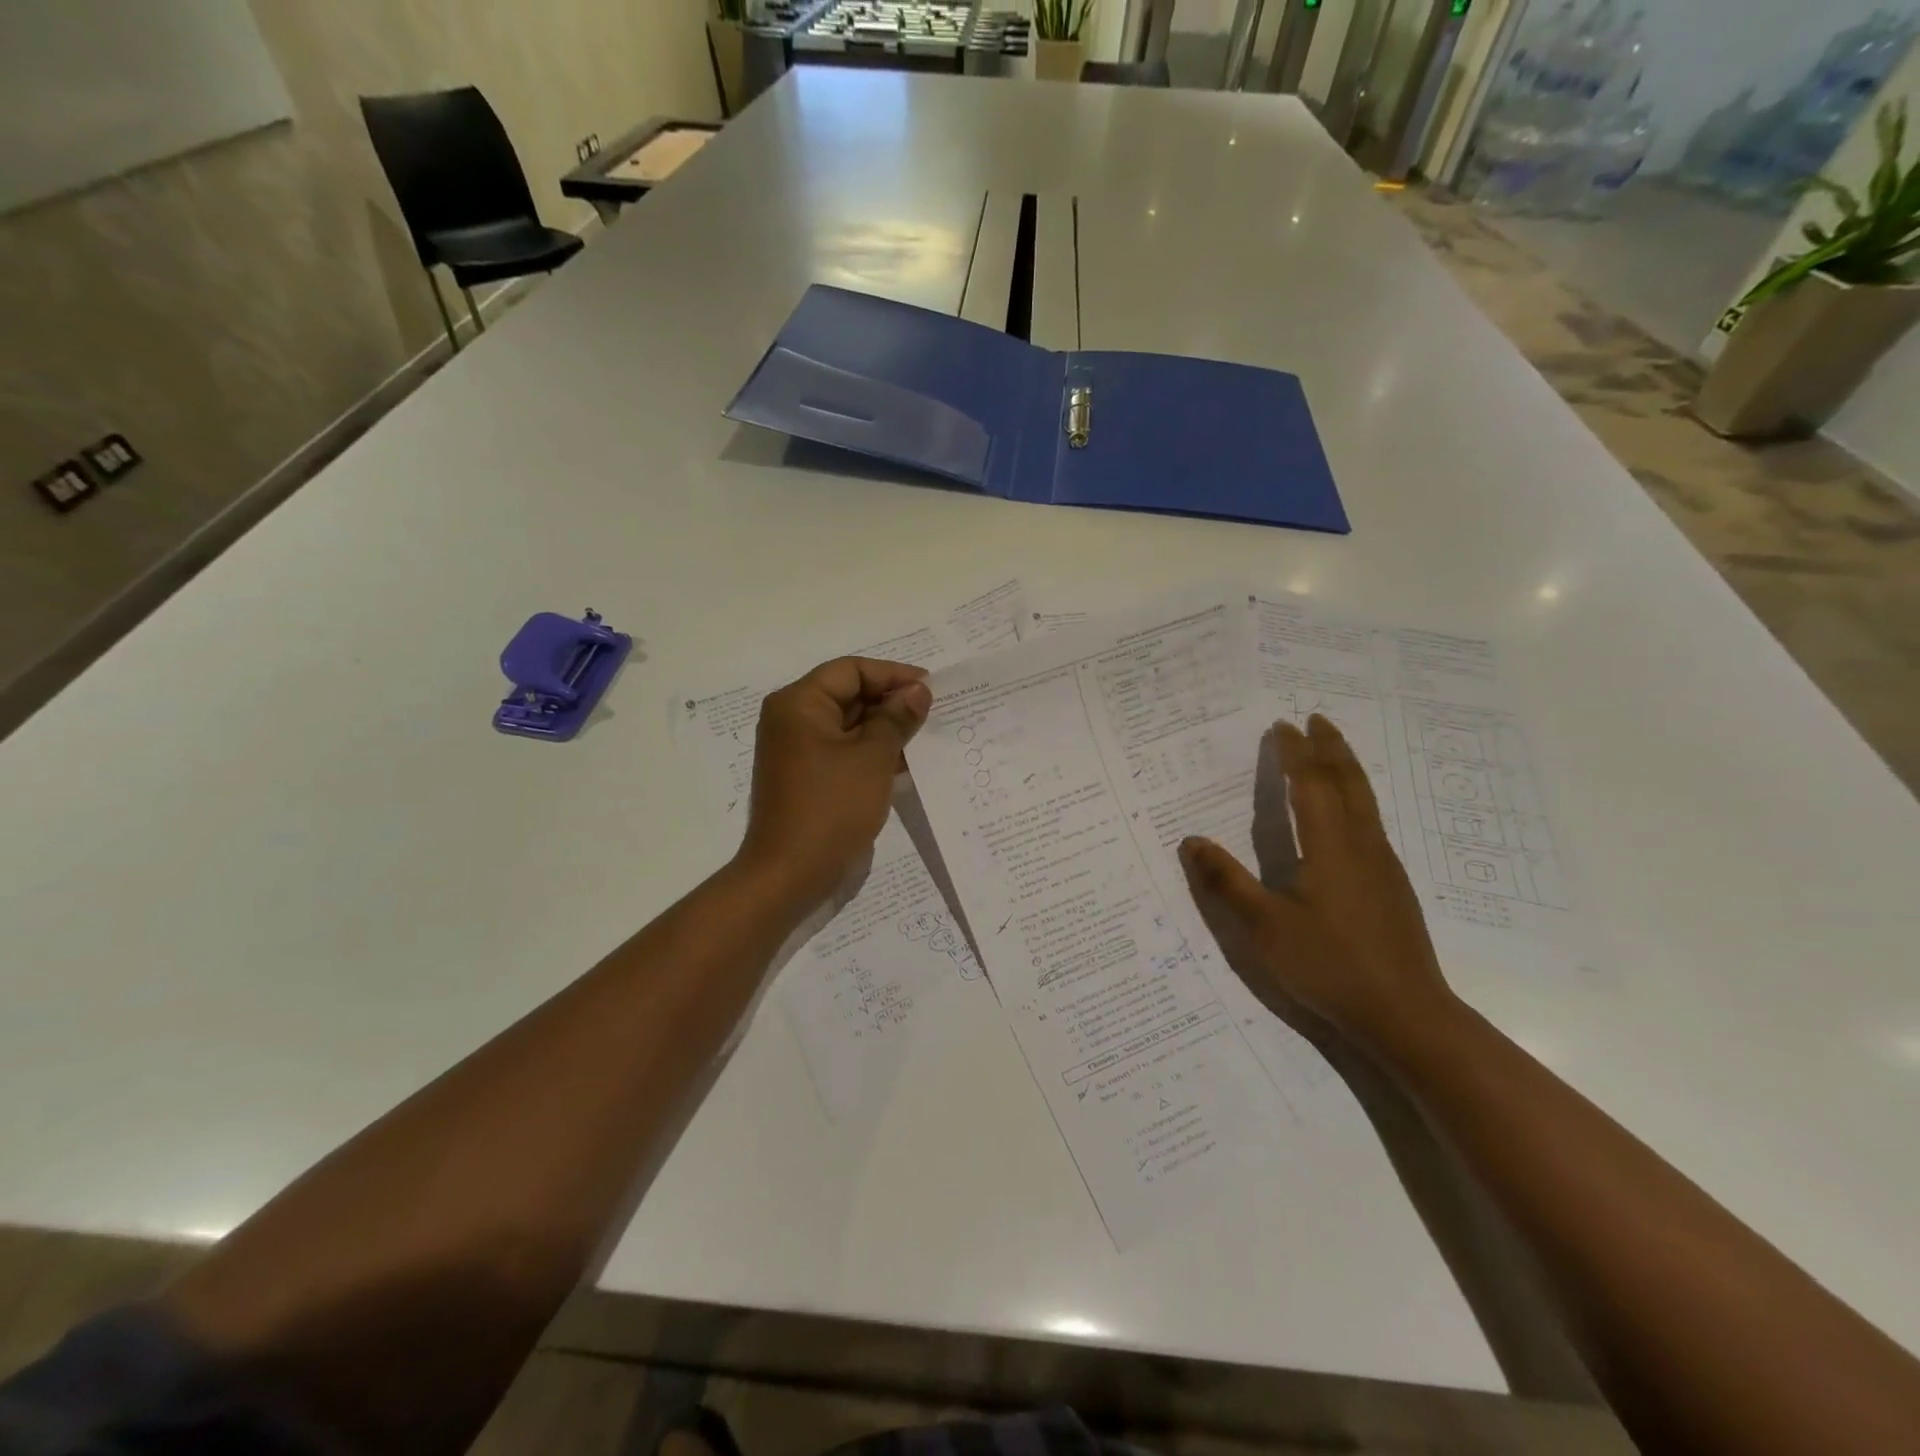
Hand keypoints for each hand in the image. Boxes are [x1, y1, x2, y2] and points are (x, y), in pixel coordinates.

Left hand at [737, 657, 932, 910]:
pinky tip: (904, 762)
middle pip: (848, 694)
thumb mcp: (873, 758)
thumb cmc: (831, 808)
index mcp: (799, 703)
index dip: (893, 675)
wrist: (790, 874)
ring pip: (848, 724)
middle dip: (891, 702)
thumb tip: (918, 691)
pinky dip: (871, 752)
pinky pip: (843, 751)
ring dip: (885, 729)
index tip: (931, 689)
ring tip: (925, 737)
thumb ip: (897, 718)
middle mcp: (793, 719)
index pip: (851, 670)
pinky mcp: (806, 776)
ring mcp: (797, 750)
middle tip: (934, 714)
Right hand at [1178, 716, 1455, 1051]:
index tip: (1282, 726)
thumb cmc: (1329, 966)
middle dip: (1331, 747)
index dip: (1294, 753)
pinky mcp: (1392, 886)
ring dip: (1347, 768)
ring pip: (1366, 801)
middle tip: (1316, 718)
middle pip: (1348, 782)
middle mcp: (1361, 845)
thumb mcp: (1264, 927)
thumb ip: (1226, 882)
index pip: (1309, 785)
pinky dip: (1355, 797)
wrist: (1406, 1015)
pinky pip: (1371, 821)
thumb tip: (1190, 840)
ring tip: (1333, 751)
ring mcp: (1383, 865)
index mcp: (1329, 847)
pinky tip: (1348, 814)